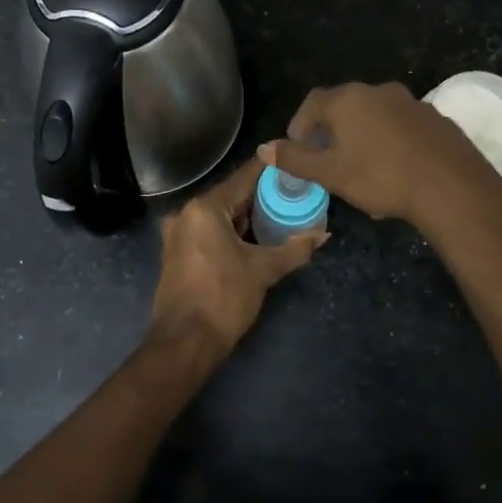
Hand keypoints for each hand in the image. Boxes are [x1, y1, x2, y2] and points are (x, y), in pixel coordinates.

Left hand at [147, 156, 326, 366]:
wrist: (184, 343)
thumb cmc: (223, 298)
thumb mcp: (263, 271)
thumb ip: (294, 249)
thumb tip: (323, 234)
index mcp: (205, 208)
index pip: (244, 177)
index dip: (270, 169)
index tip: (293, 159)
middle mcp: (187, 213)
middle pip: (231, 195)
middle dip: (261, 195)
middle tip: (294, 190)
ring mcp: (178, 234)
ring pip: (220, 215)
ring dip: (247, 215)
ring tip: (281, 211)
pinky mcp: (178, 253)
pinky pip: (210, 231)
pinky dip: (232, 231)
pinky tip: (256, 236)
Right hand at [260, 81, 501, 231]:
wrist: (450, 186)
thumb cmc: (382, 177)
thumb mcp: (331, 173)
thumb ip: (296, 159)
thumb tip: (264, 148)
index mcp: (348, 99)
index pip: (312, 103)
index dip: (300, 125)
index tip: (299, 150)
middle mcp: (378, 91)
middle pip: (344, 105)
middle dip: (330, 130)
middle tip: (327, 159)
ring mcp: (411, 101)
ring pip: (374, 114)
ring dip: (362, 133)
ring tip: (361, 165)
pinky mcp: (435, 118)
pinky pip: (401, 124)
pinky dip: (390, 138)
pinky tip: (395, 166)